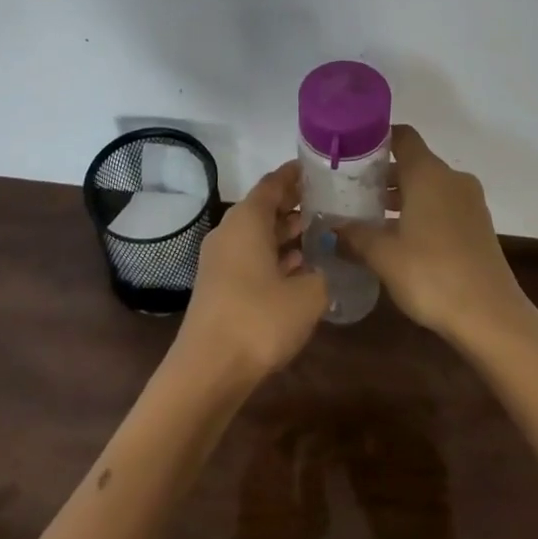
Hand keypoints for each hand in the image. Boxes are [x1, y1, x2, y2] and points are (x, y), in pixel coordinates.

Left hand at [178, 163, 327, 383]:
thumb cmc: (260, 319)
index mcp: (248, 220)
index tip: (319, 168)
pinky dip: (274, 256)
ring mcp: (221, 259)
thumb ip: (322, 273)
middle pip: (264, 207)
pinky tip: (299, 267)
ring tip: (320, 231)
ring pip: (257, 234)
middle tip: (328, 201)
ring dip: (285, 232)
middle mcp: (230, 231)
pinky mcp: (220, 285)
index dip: (296, 174)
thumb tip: (323, 266)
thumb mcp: (308, 295)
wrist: (209, 370)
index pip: (273, 183)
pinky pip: (251, 257)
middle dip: (294, 203)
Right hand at [340, 125, 537, 349]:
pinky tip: (401, 238)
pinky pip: (444, 205)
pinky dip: (422, 211)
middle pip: (414, 162)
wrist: (491, 316)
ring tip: (370, 217)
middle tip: (351, 191)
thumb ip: (354, 235)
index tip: (351, 152)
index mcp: (428, 174)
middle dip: (383, 174)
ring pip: (429, 186)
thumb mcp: (384, 256)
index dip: (377, 139)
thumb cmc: (432, 275)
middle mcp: (452, 178)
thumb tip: (330, 227)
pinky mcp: (479, 225)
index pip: (403, 137)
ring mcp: (470, 202)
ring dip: (402, 196)